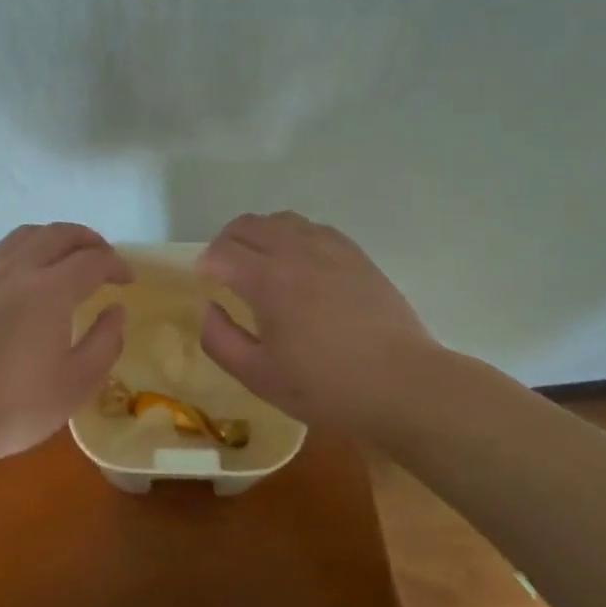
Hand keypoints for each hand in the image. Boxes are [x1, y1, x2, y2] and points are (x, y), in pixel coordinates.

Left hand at [0, 223, 131, 473]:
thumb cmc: (16, 405)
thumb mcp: (76, 384)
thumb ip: (105, 341)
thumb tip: (116, 310)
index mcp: (50, 291)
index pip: (92, 261)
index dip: (115, 265)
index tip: (127, 280)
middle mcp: (18, 269)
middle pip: (59, 234)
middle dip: (89, 240)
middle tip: (104, 256)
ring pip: (25, 234)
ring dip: (53, 237)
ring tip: (65, 255)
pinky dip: (20, 247)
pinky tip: (21, 266)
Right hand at [196, 212, 439, 443]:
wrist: (402, 384)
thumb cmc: (325, 386)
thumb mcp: (258, 376)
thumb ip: (220, 339)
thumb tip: (208, 307)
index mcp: (267, 279)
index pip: (220, 251)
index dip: (204, 265)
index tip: (204, 285)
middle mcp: (295, 251)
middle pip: (246, 225)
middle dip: (225, 244)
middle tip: (224, 273)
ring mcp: (328, 248)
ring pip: (279, 220)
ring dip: (259, 235)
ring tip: (260, 264)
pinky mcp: (354, 254)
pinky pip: (312, 227)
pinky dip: (292, 236)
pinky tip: (298, 263)